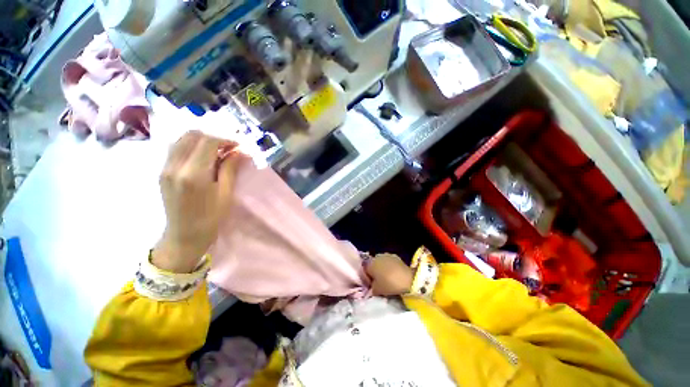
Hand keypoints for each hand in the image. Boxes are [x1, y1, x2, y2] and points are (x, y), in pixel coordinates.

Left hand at [152, 131, 238, 272]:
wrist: (184, 235)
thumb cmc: (210, 217)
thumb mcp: (226, 193)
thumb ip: (231, 168)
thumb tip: (241, 151)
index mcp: (193, 174)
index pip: (207, 142)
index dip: (225, 139)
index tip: (238, 146)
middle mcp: (175, 166)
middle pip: (191, 135)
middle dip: (213, 136)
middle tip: (229, 147)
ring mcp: (165, 168)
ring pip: (181, 139)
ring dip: (201, 140)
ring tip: (217, 151)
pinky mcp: (163, 171)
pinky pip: (176, 148)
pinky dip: (191, 146)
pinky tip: (203, 156)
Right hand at [365, 253, 413, 295]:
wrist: (407, 279)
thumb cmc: (389, 284)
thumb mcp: (376, 290)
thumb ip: (371, 288)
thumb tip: (372, 286)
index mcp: (369, 264)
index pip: (364, 270)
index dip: (367, 278)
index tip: (371, 284)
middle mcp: (375, 257)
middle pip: (372, 265)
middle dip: (374, 271)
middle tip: (378, 281)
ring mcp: (385, 255)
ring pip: (380, 262)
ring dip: (381, 268)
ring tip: (386, 277)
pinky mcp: (394, 256)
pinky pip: (388, 261)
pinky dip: (389, 266)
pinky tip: (393, 273)